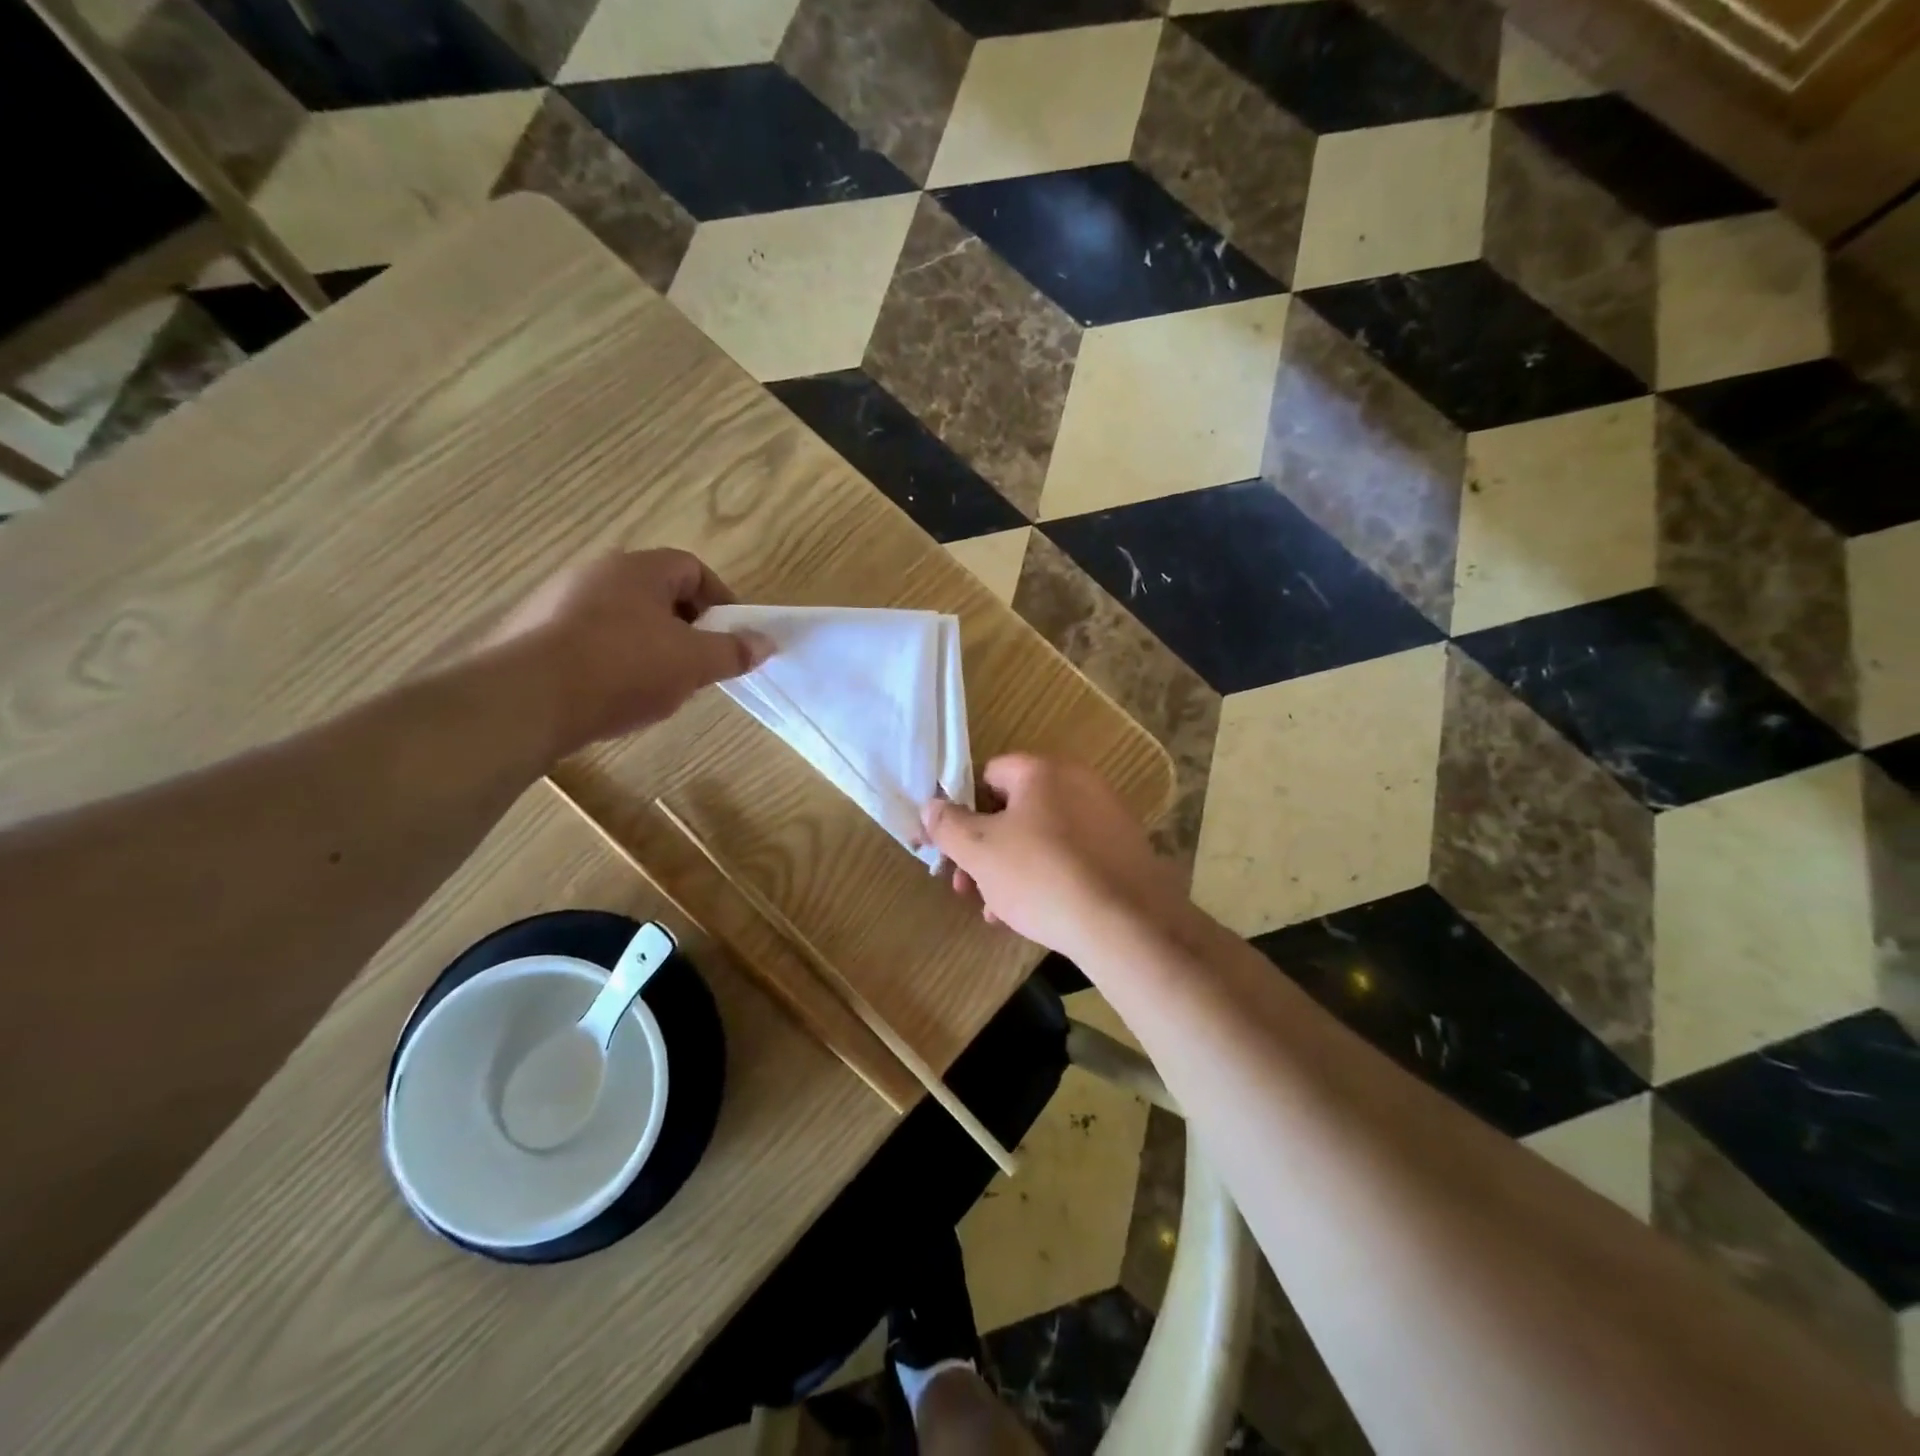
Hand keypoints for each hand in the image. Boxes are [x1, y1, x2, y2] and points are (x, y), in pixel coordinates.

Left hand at [478, 550, 771, 755]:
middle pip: (657, 593)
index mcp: (638, 568)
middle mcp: (596, 572)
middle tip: (698, 664)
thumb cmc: (623, 667)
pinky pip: (589, 639)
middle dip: (686, 628)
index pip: (692, 568)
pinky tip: (614, 696)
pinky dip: (613, 661)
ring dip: (649, 646)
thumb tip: (767, 642)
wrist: (526, 699)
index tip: (731, 637)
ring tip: (658, 686)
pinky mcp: (533, 634)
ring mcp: (558, 601)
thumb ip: (734, 651)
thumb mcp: (693, 663)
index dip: (720, 601)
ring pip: (623, 618)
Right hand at [920, 755, 1193, 961]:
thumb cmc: (1042, 876)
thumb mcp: (980, 851)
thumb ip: (948, 825)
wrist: (1125, 925)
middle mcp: (1079, 782)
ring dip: (1010, 869)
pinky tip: (1031, 914)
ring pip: (1041, 837)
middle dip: (984, 849)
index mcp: (1043, 770)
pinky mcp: (1124, 850)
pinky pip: (1071, 855)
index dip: (963, 809)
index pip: (988, 774)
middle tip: (967, 887)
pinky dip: (1047, 877)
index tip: (952, 847)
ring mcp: (1106, 816)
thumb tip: (930, 806)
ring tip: (996, 910)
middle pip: (1014, 809)